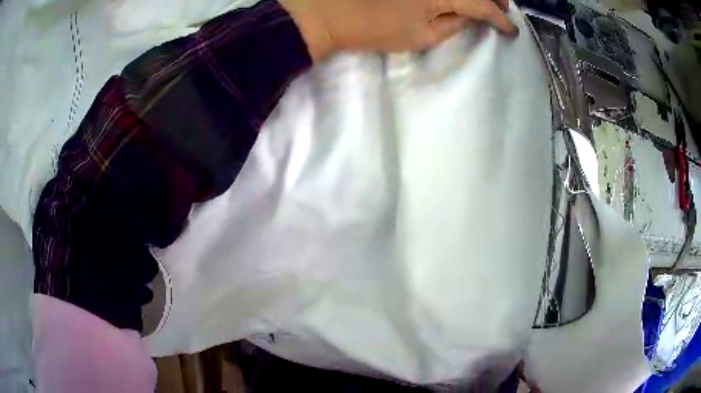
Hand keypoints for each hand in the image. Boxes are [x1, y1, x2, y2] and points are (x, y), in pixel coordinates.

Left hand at [282, 0, 517, 62]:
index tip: (511, 30)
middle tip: (503, 9)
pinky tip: (461, 0)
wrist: (329, 9)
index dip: (500, 19)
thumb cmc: (374, 27)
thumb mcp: (421, 36)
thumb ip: (453, 25)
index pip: (483, 5)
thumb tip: (470, 17)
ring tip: (488, 1)